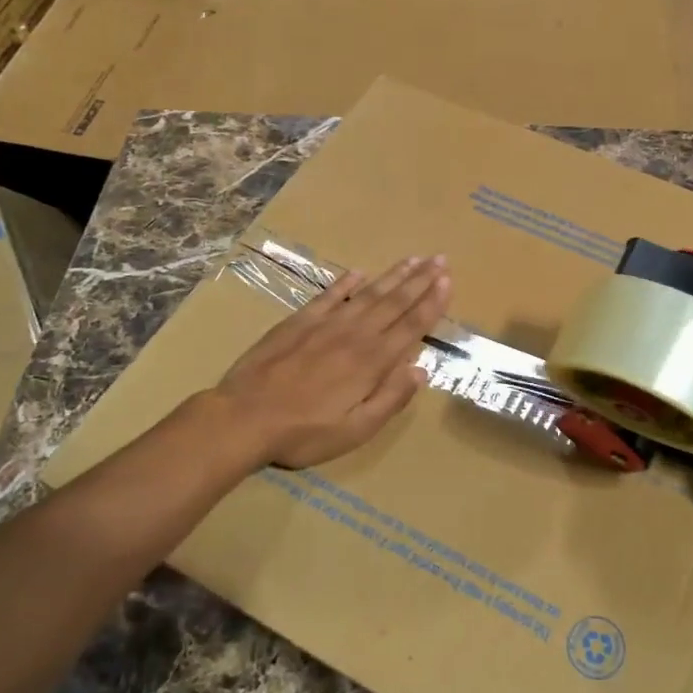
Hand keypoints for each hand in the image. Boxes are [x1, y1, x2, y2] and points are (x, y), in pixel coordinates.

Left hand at [213, 256, 450, 468]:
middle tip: (440, 259)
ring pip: (367, 293)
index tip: (448, 281)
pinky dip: (345, 282)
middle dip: (420, 280)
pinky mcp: (298, 322)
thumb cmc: (304, 433)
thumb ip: (390, 399)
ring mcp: (325, 325)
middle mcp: (354, 335)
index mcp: (372, 362)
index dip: (432, 303)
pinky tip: (358, 272)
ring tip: (413, 259)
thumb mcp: (356, 431)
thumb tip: (420, 370)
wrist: (243, 418)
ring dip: (393, 276)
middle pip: (394, 302)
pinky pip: (328, 296)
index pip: (410, 325)